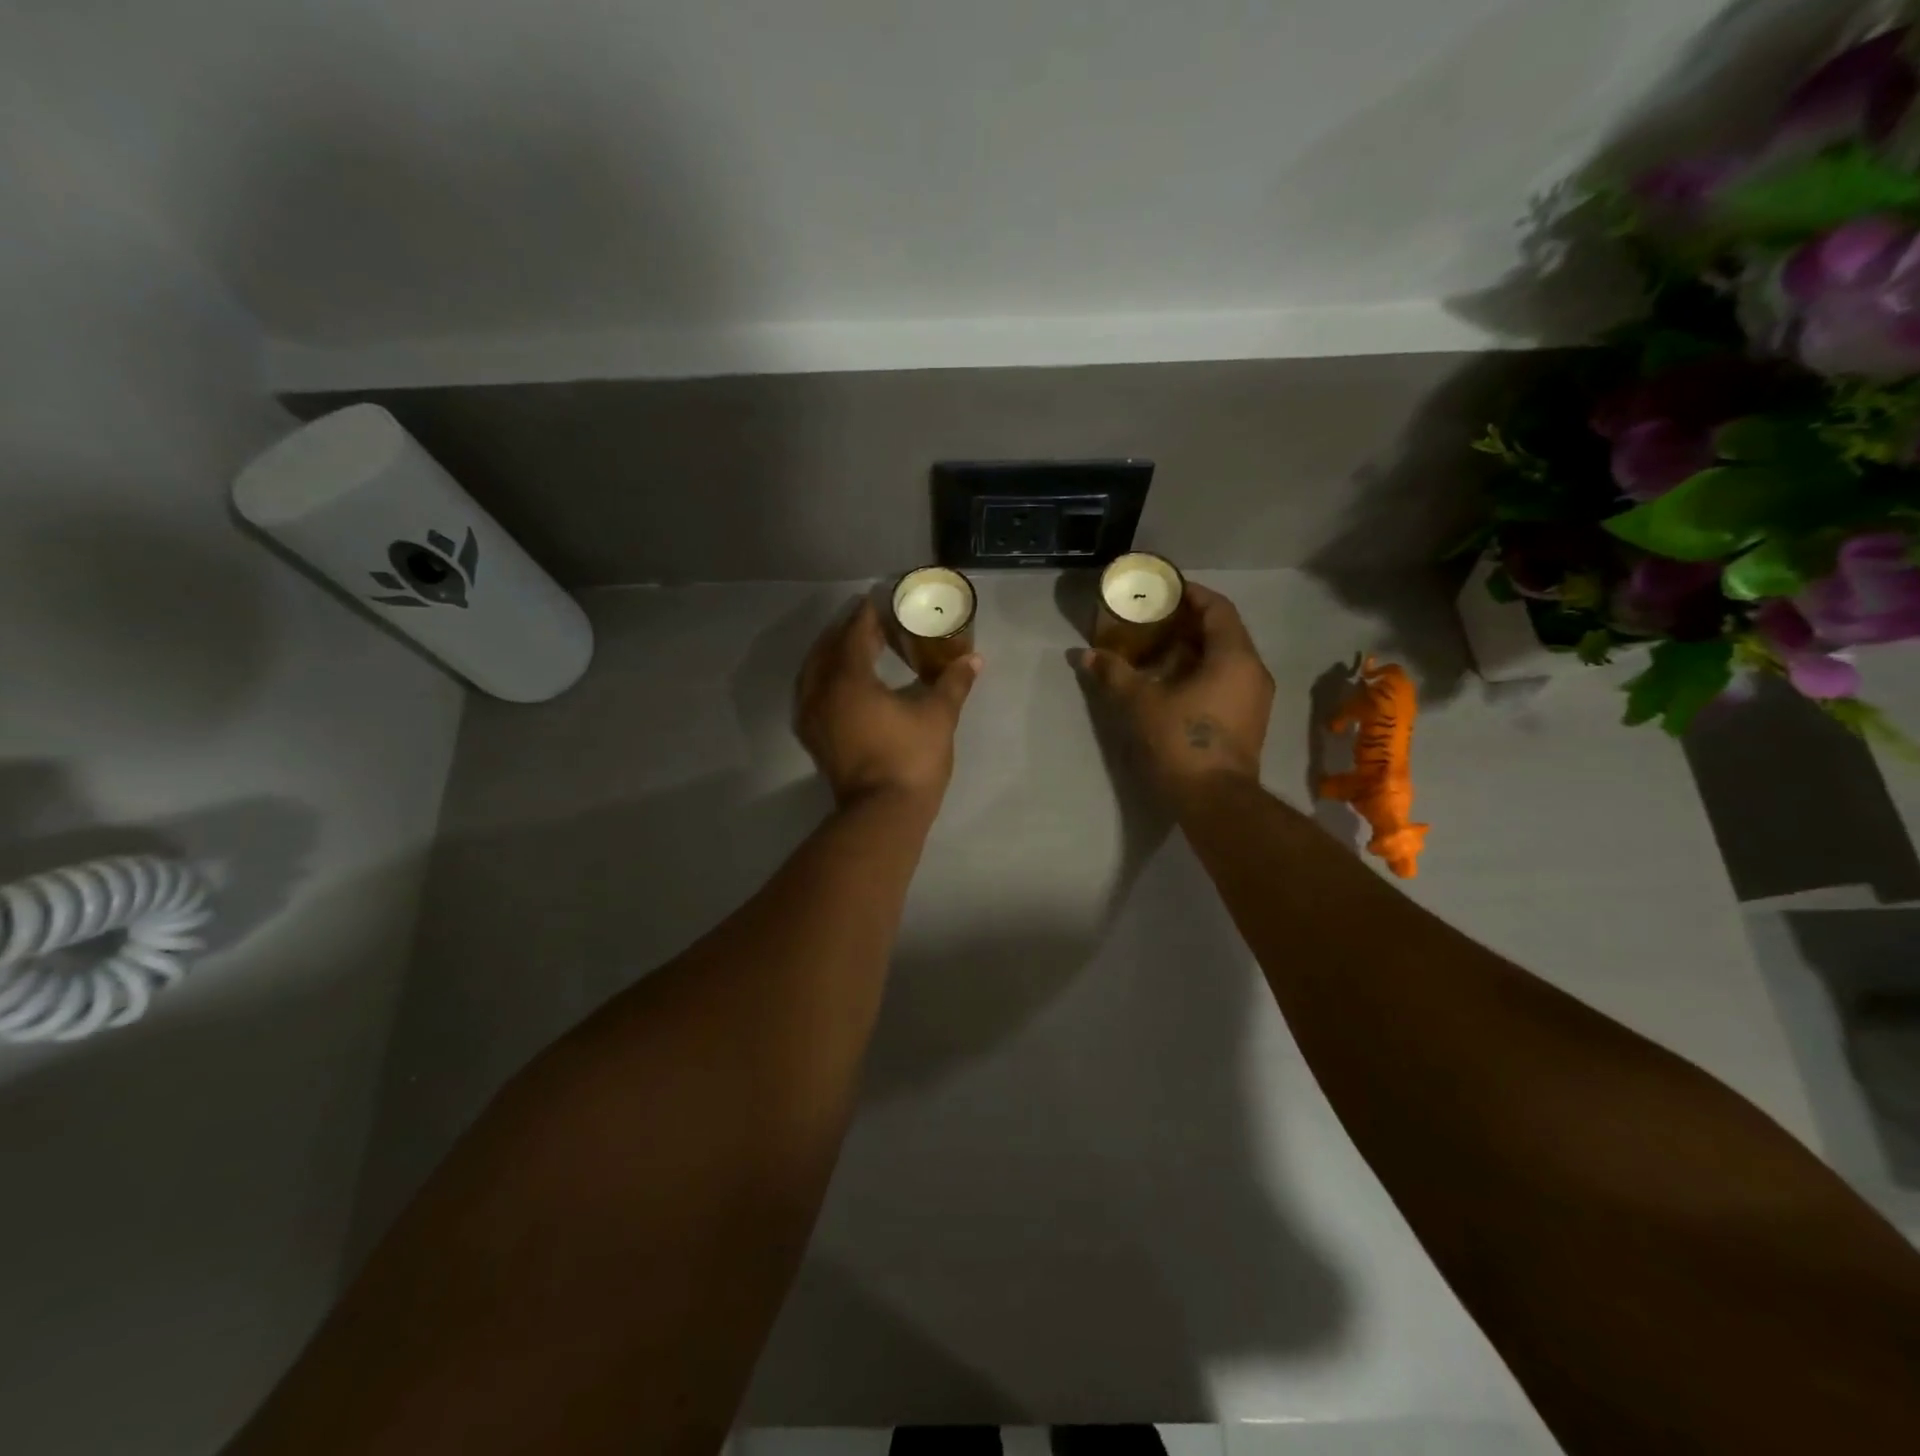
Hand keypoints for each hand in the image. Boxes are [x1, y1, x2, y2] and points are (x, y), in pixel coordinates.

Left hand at [796, 599, 980, 807]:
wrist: (883, 814)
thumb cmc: (911, 759)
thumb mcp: (938, 716)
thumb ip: (953, 683)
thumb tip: (974, 659)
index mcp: (849, 679)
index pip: (855, 634)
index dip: (868, 615)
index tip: (880, 600)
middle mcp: (822, 692)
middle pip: (829, 648)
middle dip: (848, 631)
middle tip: (871, 621)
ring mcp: (813, 717)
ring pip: (814, 671)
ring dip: (832, 653)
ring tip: (856, 647)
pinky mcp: (814, 737)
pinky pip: (811, 693)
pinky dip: (825, 678)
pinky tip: (842, 682)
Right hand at [1075, 581, 1273, 795]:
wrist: (1215, 800)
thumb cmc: (1181, 741)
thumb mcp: (1140, 703)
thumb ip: (1114, 674)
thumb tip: (1084, 655)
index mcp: (1234, 656)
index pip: (1217, 608)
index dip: (1191, 594)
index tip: (1165, 590)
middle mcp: (1253, 671)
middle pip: (1223, 632)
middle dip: (1188, 623)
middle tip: (1153, 620)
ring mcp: (1255, 698)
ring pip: (1225, 659)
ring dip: (1194, 650)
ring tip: (1158, 650)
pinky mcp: (1249, 721)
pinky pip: (1227, 681)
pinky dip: (1202, 673)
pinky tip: (1172, 683)